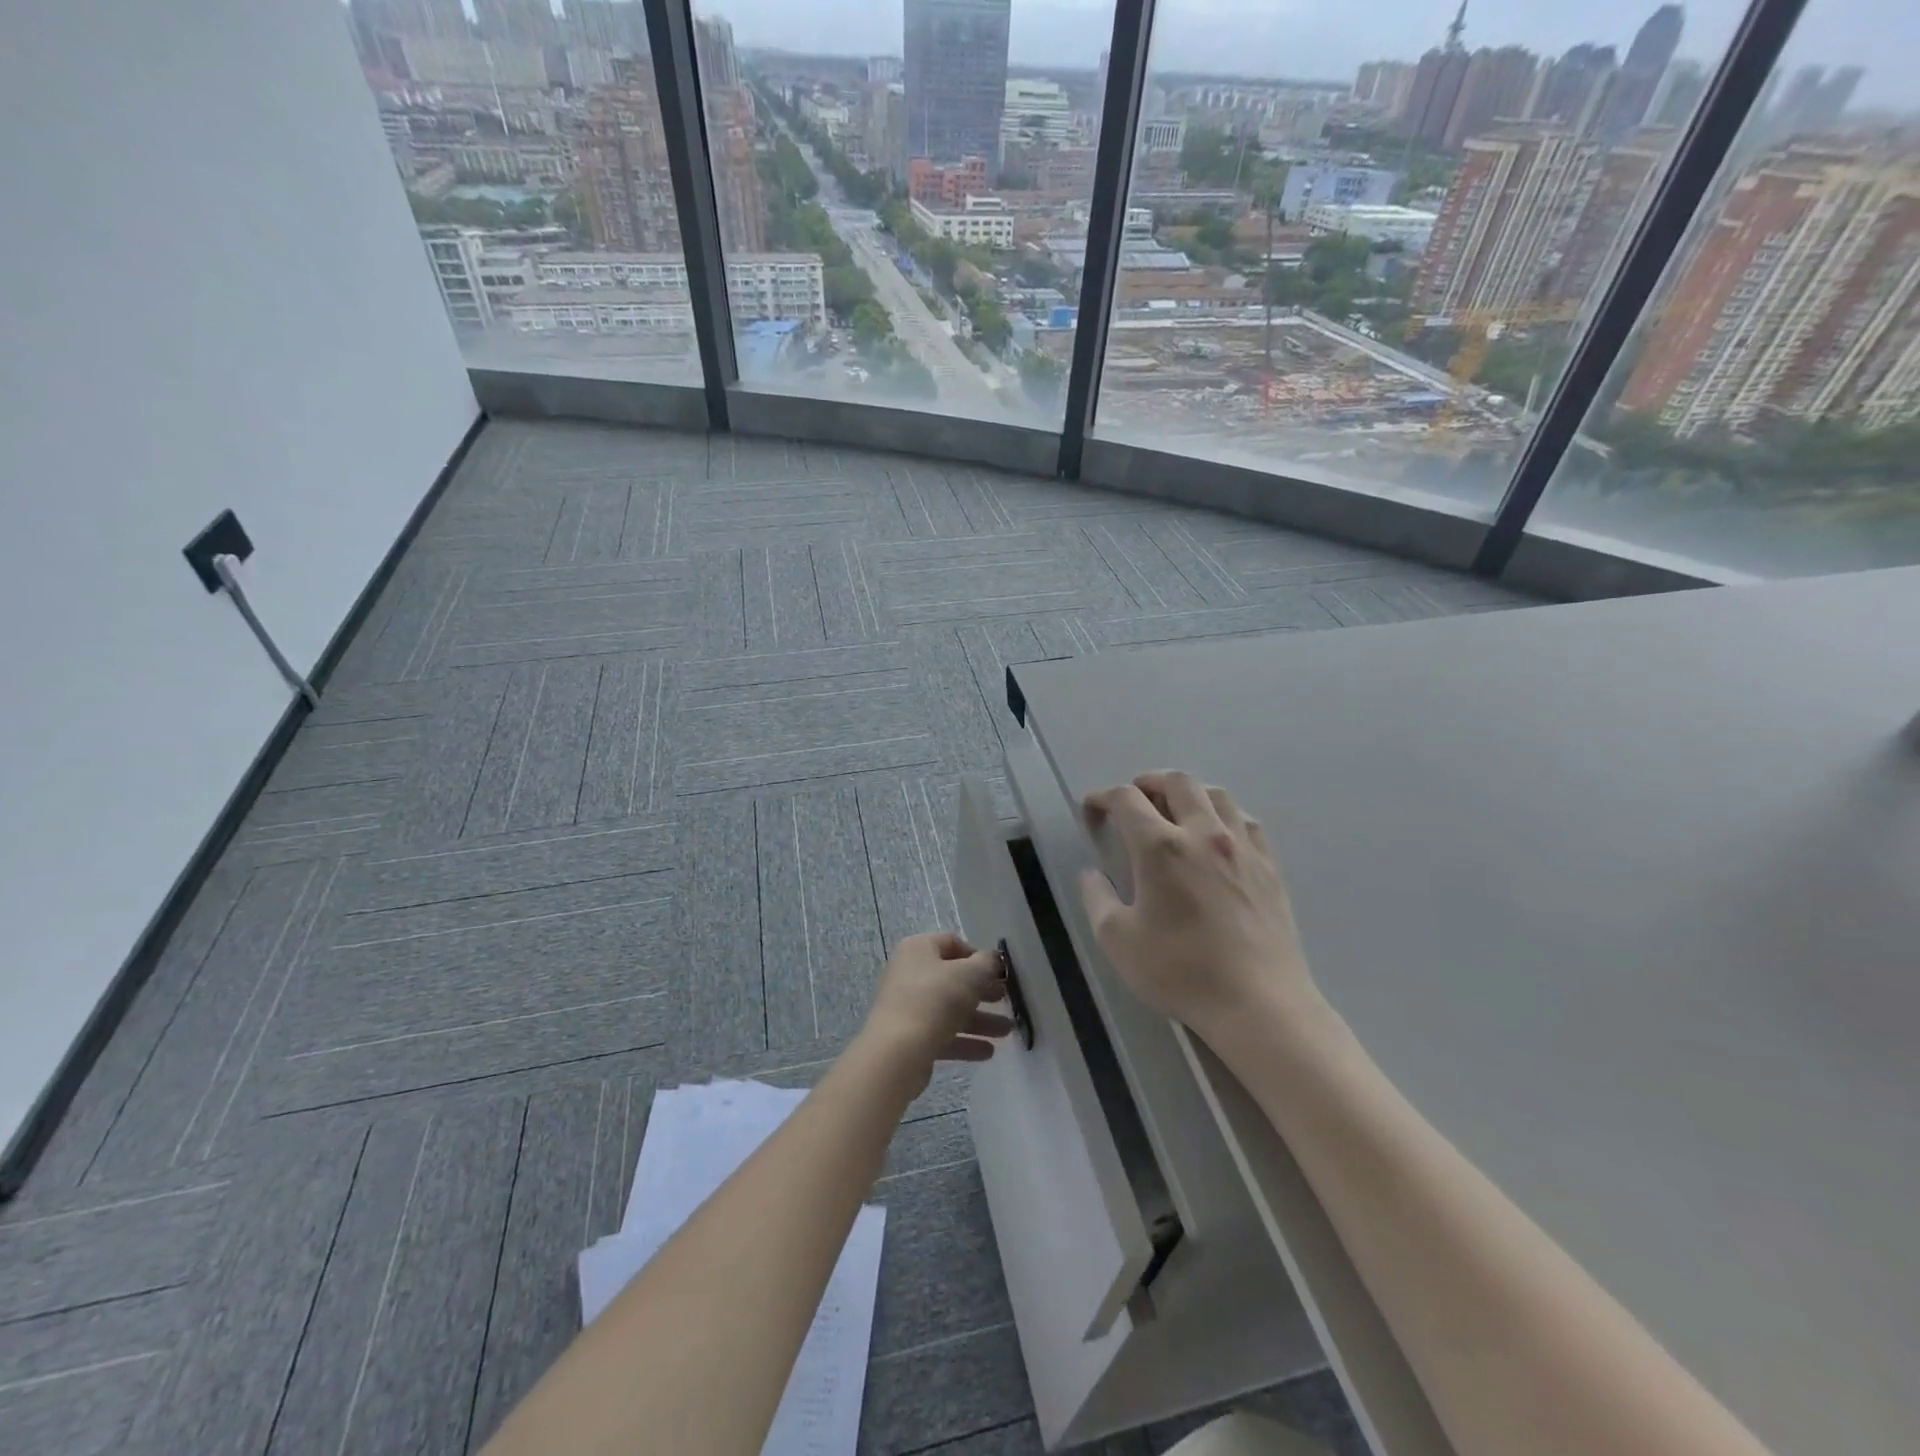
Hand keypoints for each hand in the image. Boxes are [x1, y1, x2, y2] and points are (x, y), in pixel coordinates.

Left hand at [861, 931, 1013, 1074]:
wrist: (897, 1052)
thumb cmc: (935, 1000)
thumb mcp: (970, 975)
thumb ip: (987, 963)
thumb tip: (993, 959)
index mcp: (919, 949)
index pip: (952, 943)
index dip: (979, 956)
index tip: (999, 972)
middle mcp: (909, 973)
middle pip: (952, 978)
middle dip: (983, 991)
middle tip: (1006, 1000)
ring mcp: (907, 1006)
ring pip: (949, 1009)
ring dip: (980, 1019)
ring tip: (1006, 1031)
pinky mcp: (908, 1036)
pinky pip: (941, 1033)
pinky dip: (964, 1040)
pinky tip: (988, 1051)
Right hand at [1079, 772, 1316, 1040]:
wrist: (1258, 1004)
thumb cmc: (1180, 972)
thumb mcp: (1117, 940)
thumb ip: (1096, 898)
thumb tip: (1090, 873)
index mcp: (1160, 847)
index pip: (1126, 799)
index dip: (1103, 797)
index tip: (1092, 810)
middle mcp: (1203, 833)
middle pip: (1176, 781)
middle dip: (1148, 782)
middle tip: (1133, 800)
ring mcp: (1242, 847)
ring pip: (1216, 794)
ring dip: (1188, 793)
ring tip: (1175, 811)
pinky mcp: (1269, 866)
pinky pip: (1245, 821)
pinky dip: (1223, 815)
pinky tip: (1217, 836)